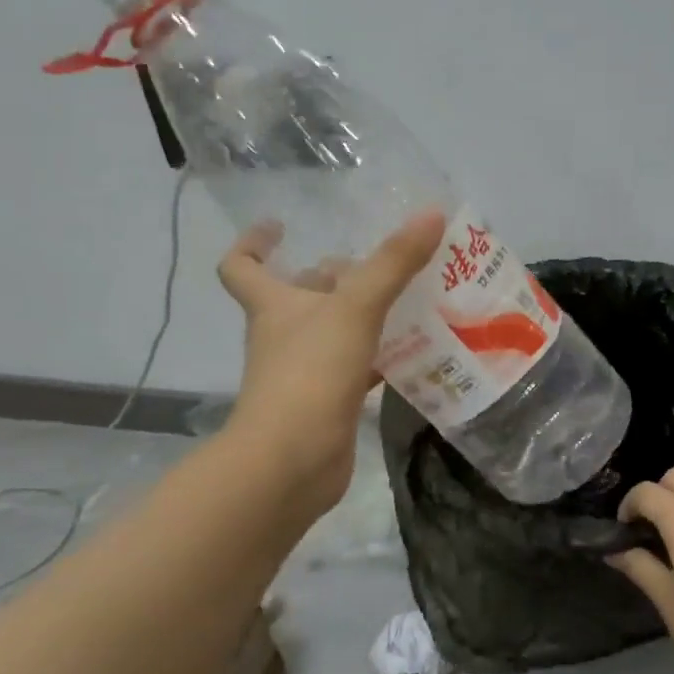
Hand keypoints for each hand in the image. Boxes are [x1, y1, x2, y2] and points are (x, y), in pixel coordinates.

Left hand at [216, 211, 446, 514]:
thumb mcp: (355, 308)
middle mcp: (283, 335)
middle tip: (379, 264)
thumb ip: (393, 263)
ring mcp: (304, 372)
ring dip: (362, 318)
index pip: (242, 266)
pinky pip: (355, 369)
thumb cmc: (310, 373)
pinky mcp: (328, 403)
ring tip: (409, 301)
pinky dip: (378, 359)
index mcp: (274, 306)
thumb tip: (431, 213)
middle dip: (332, 278)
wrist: (293, 460)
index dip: (253, 243)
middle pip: (300, 297)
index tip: (280, 226)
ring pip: (332, 334)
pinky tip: (413, 352)